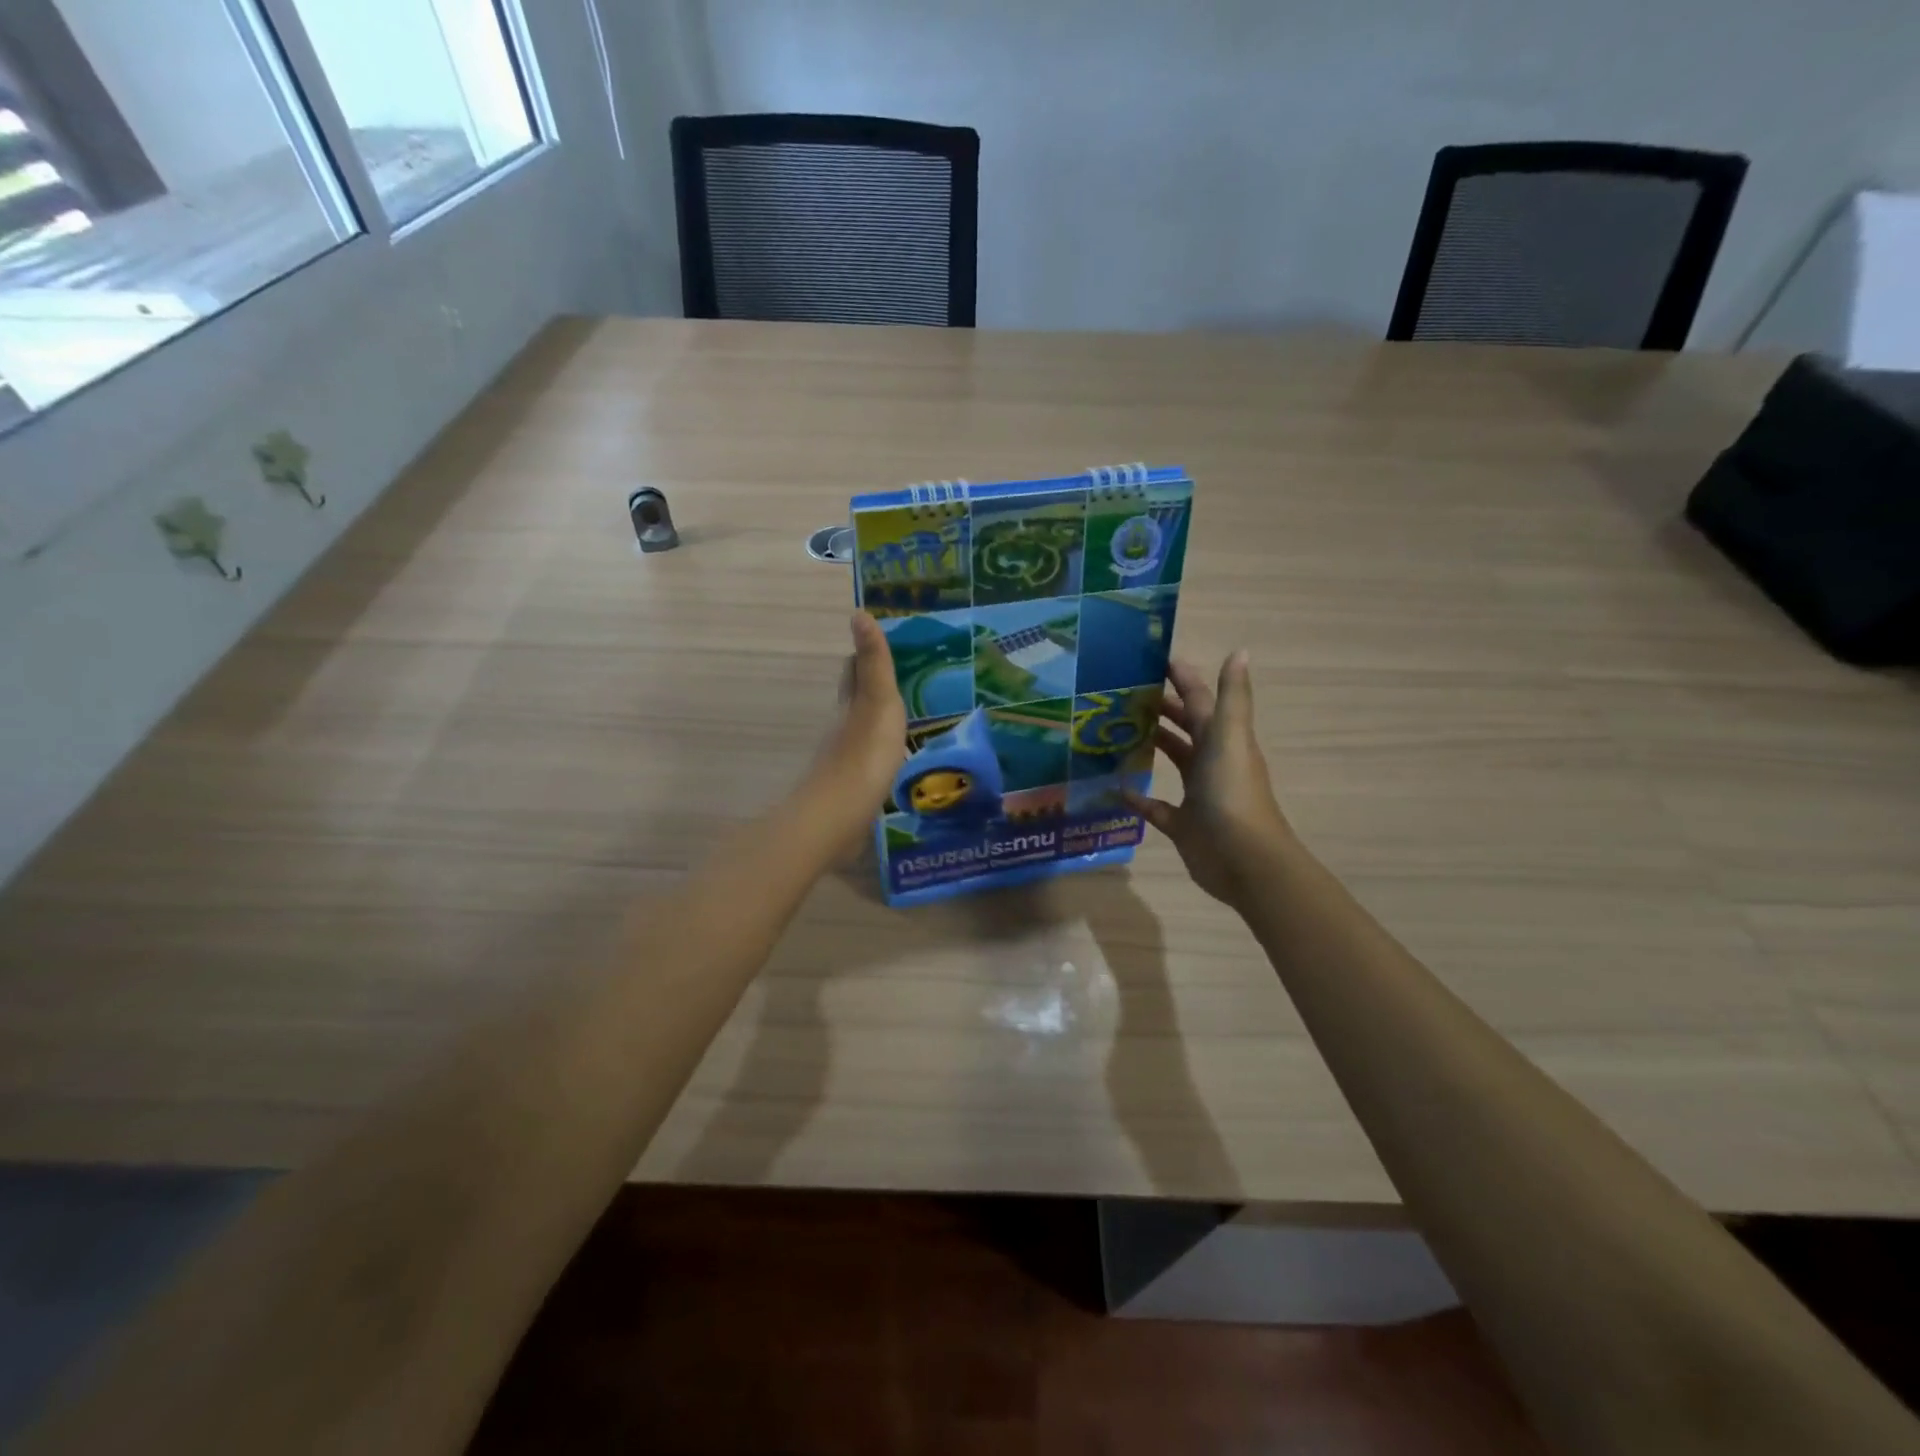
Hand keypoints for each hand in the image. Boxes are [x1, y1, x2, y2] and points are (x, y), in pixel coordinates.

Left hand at [805, 613, 906, 839]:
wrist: (840, 815)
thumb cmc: (864, 753)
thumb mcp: (877, 701)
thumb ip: (873, 662)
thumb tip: (858, 612)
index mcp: (849, 703)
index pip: (853, 670)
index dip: (865, 655)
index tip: (886, 646)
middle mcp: (842, 726)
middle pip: (853, 699)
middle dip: (871, 687)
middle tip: (903, 680)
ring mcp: (844, 758)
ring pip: (859, 729)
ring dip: (875, 720)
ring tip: (904, 717)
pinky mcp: (851, 786)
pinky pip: (867, 758)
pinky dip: (878, 750)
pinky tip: (892, 758)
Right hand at [1128, 652, 1293, 907]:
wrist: (1244, 859)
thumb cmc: (1232, 793)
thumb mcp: (1230, 737)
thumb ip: (1231, 696)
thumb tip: (1239, 650)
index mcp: (1223, 739)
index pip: (1200, 700)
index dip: (1182, 679)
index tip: (1153, 660)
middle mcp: (1212, 762)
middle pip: (1186, 728)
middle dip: (1162, 709)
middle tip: (1124, 695)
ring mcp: (1198, 795)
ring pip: (1174, 762)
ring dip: (1153, 746)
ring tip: (1116, 732)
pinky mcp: (1183, 825)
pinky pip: (1156, 807)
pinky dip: (1138, 798)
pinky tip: (1116, 789)